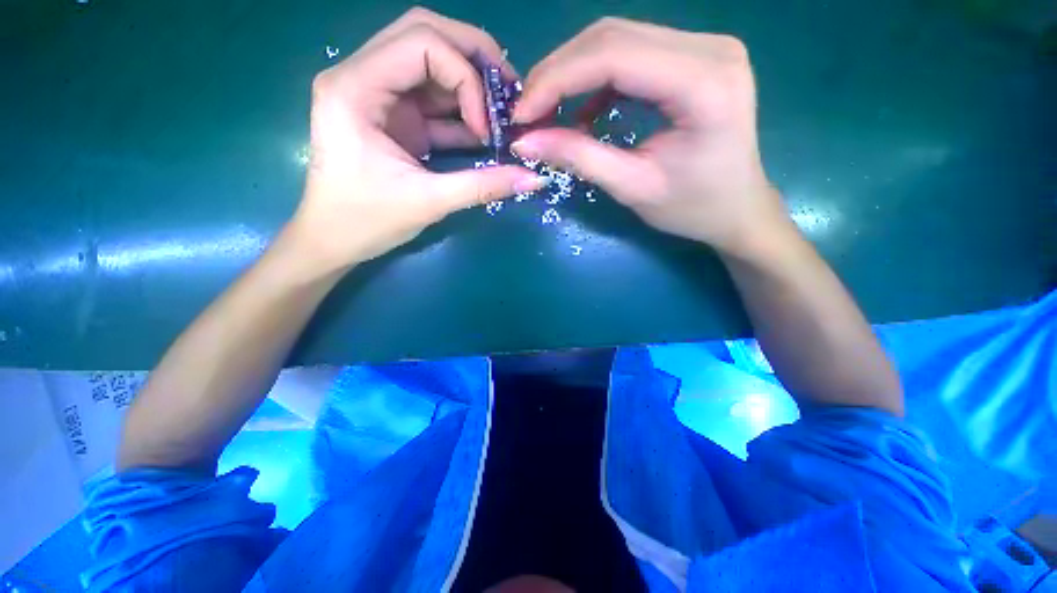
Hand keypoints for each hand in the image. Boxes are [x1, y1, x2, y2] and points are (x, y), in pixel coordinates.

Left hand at [283, 8, 546, 276]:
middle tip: (509, 92)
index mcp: (355, 88)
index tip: (486, 129)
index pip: (422, 43)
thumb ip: (484, 186)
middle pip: (425, 34)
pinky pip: (431, 98)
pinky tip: (485, 131)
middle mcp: (361, 76)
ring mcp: (377, 94)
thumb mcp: (429, 202)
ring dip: (471, 83)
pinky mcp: (391, 116)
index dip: (466, 78)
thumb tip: (535, 180)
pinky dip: (461, 111)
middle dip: (474, 58)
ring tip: (503, 112)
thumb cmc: (366, 221)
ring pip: (431, 61)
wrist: (333, 240)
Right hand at [511, 18, 791, 257]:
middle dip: (558, 73)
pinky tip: (583, 109)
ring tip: (547, 110)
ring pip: (618, 38)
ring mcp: (705, 46)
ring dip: (573, 72)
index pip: (614, 55)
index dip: (557, 79)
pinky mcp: (694, 57)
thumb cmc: (693, 208)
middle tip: (528, 112)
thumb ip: (580, 158)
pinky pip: (632, 53)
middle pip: (613, 36)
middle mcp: (710, 48)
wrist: (737, 208)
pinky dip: (597, 79)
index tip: (522, 114)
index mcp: (704, 84)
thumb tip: (526, 142)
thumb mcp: (633, 188)